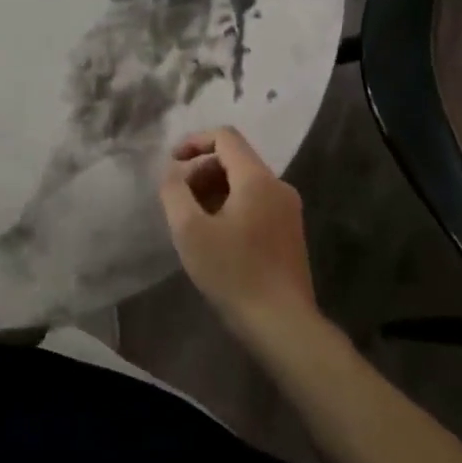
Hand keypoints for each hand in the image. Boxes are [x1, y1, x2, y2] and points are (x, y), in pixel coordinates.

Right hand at [158, 128, 315, 340]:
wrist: (283, 326)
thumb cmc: (233, 273)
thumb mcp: (189, 230)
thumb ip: (174, 191)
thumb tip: (172, 171)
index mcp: (257, 178)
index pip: (225, 137)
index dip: (194, 142)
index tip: (172, 163)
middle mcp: (278, 186)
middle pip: (235, 159)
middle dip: (201, 170)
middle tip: (178, 198)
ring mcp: (288, 211)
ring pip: (245, 182)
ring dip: (214, 190)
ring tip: (192, 219)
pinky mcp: (290, 233)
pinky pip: (256, 203)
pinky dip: (231, 206)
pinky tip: (215, 236)